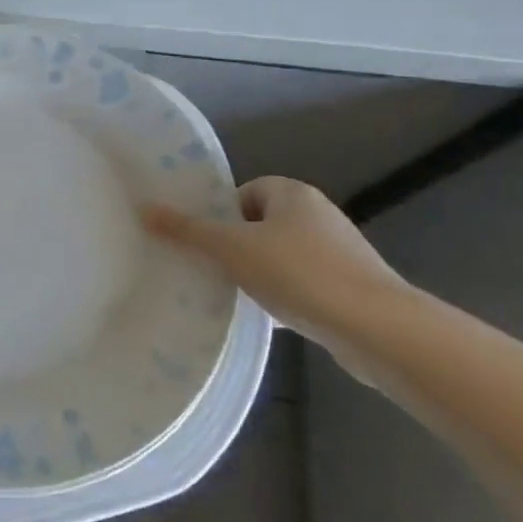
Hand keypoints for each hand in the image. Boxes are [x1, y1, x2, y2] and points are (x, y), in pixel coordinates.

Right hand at [144, 177, 405, 350]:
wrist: (377, 329)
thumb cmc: (299, 274)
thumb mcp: (232, 249)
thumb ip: (188, 231)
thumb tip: (145, 208)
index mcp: (293, 194)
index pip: (245, 192)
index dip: (223, 215)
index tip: (208, 243)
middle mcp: (319, 215)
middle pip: (261, 225)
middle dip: (238, 247)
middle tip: (215, 269)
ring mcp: (339, 252)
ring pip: (282, 257)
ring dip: (261, 275)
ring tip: (239, 297)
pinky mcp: (351, 288)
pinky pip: (304, 285)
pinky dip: (286, 298)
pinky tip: (272, 320)